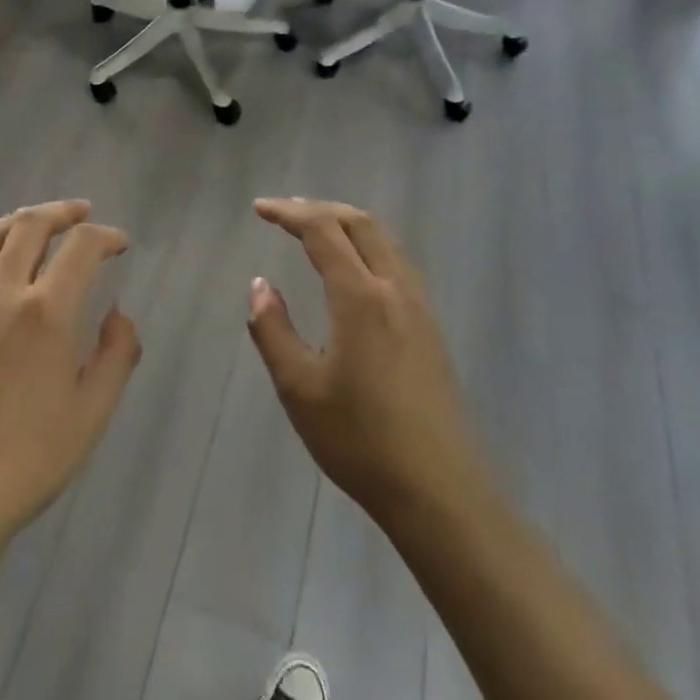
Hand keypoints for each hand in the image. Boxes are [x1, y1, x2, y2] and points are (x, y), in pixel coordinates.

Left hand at [0, 201, 140, 568]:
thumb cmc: (27, 463)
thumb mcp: (92, 415)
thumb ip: (116, 355)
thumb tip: (118, 313)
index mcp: (46, 314)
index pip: (81, 248)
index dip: (106, 236)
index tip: (120, 244)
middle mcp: (0, 295)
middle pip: (29, 226)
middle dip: (61, 212)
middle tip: (82, 215)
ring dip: (16, 220)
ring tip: (35, 221)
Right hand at [248, 198, 486, 527]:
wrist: (439, 490)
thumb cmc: (360, 440)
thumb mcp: (299, 388)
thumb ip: (273, 330)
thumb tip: (259, 285)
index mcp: (361, 297)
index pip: (323, 231)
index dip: (289, 213)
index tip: (259, 209)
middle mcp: (395, 289)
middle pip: (361, 223)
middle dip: (320, 208)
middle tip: (284, 213)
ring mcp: (420, 307)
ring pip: (385, 241)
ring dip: (347, 224)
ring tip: (315, 231)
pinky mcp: (431, 328)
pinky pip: (397, 264)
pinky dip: (368, 247)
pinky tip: (354, 271)